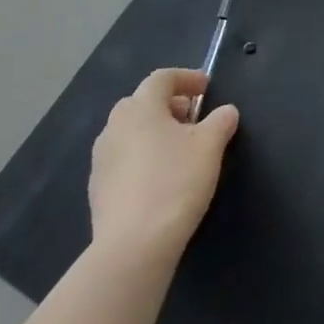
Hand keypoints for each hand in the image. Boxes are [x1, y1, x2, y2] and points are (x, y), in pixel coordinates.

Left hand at [89, 68, 238, 259]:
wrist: (133, 246)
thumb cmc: (175, 182)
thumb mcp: (210, 146)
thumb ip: (221, 121)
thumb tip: (226, 111)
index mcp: (140, 107)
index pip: (162, 78)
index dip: (187, 78)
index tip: (207, 88)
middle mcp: (114, 126)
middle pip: (143, 102)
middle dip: (170, 105)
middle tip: (194, 119)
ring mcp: (101, 158)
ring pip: (131, 131)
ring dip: (155, 132)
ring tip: (179, 150)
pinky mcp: (97, 188)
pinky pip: (123, 159)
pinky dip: (143, 157)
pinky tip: (160, 179)